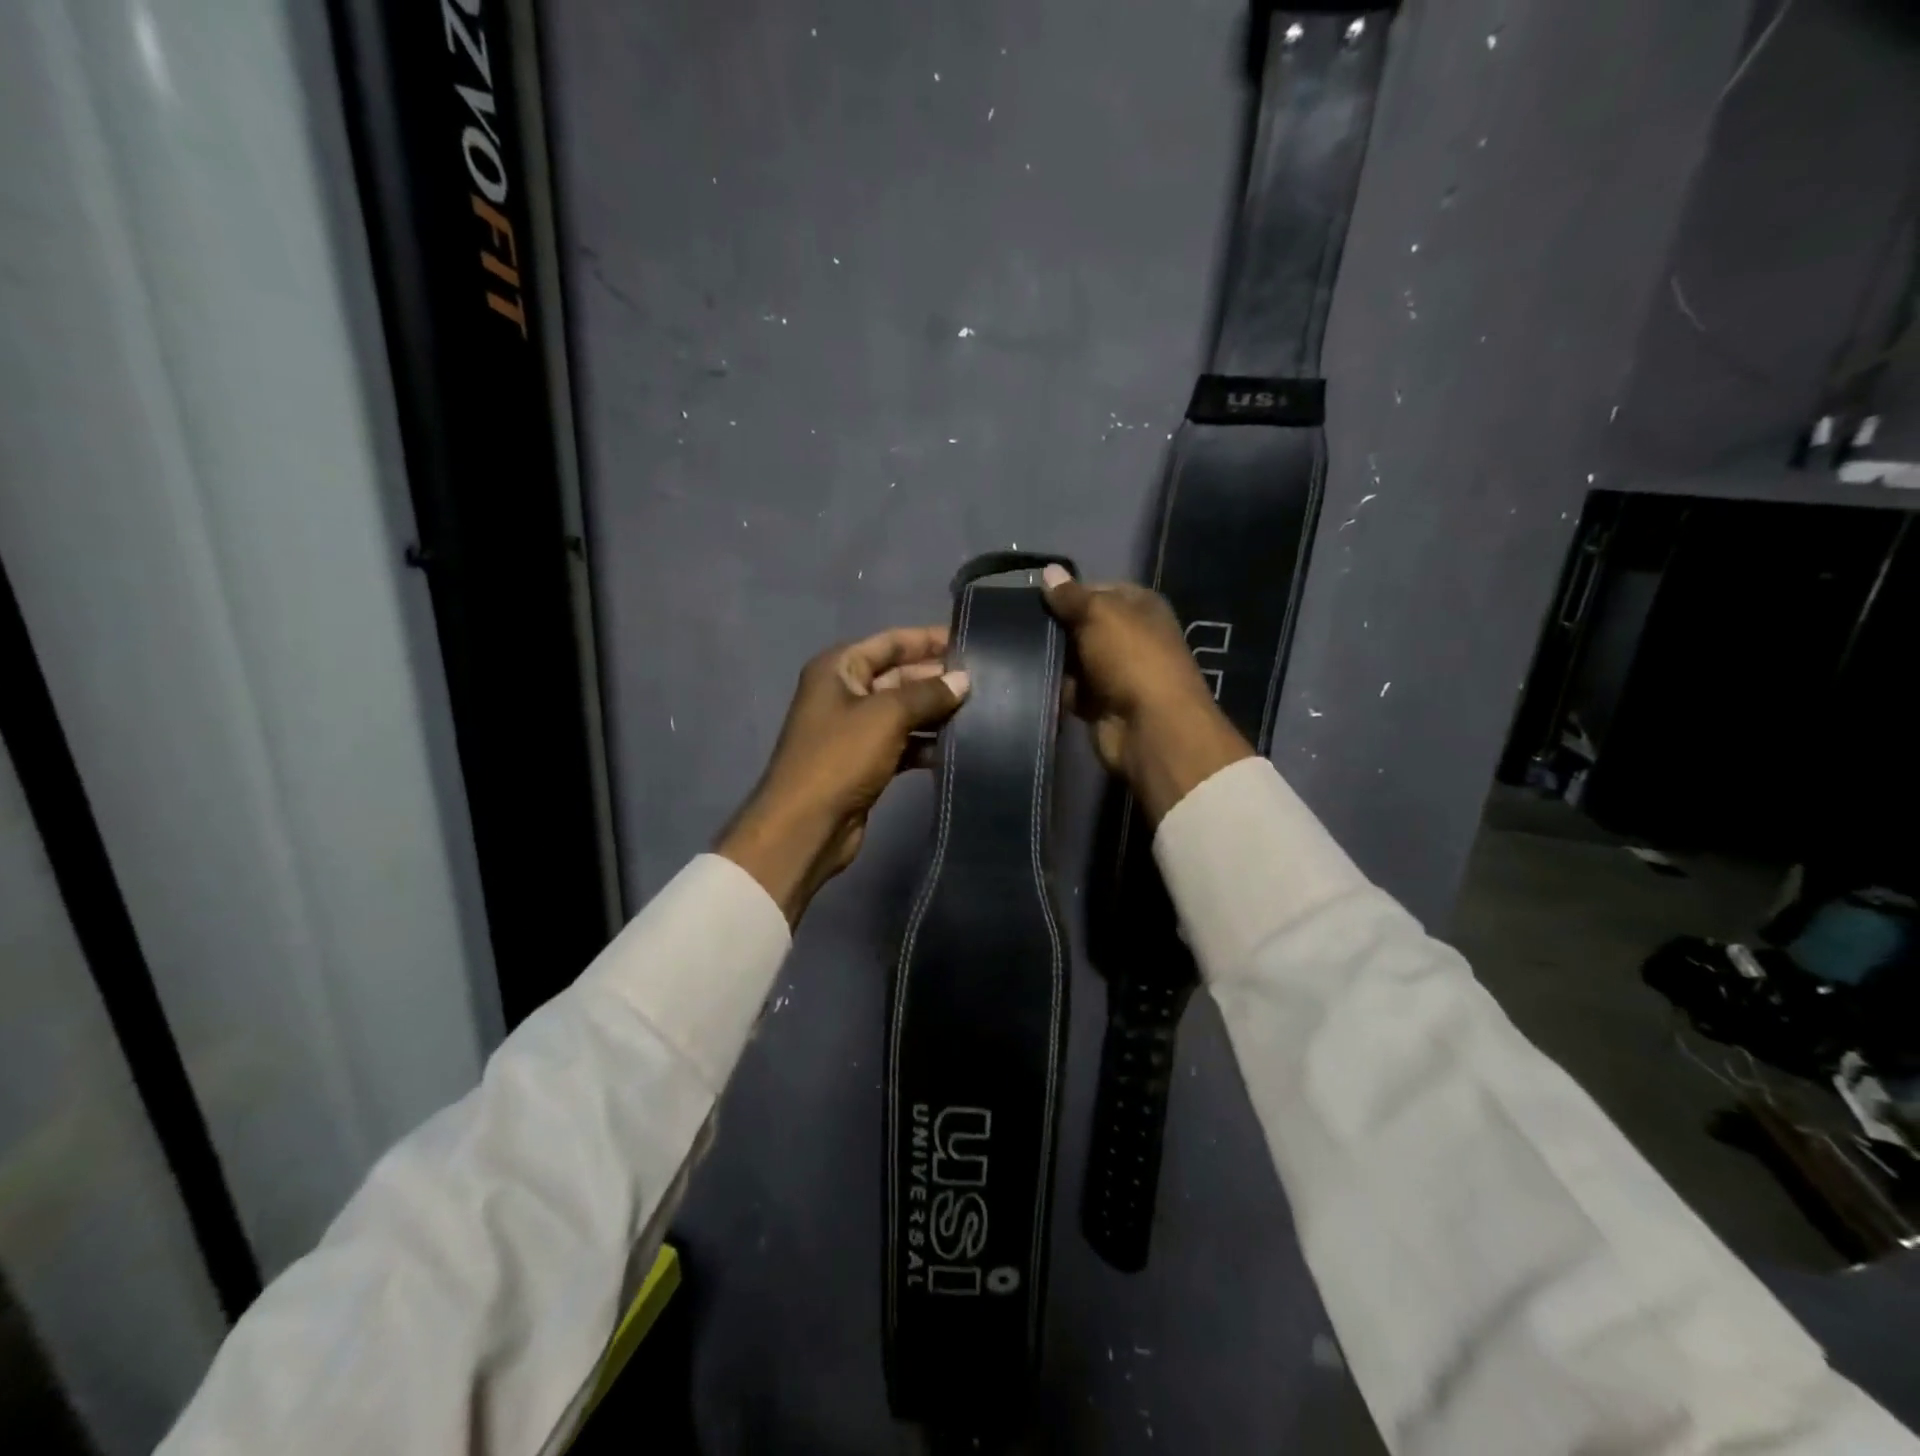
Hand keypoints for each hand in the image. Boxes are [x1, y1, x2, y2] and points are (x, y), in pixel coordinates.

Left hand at [717, 626, 969, 923]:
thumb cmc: (840, 758)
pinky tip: (958, 747)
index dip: (928, 639)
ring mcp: (855, 729)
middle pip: (900, 676)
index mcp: (839, 668)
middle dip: (938, 678)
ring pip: (905, 712)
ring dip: (937, 712)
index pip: (891, 642)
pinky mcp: (866, 762)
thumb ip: (928, 693)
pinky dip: (927, 743)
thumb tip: (963, 680)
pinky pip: (903, 742)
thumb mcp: (887, 716)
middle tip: (985, 681)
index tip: (970, 642)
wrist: (807, 826)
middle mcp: (845, 693)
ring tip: (982, 712)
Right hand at [1040, 565, 1251, 822]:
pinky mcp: (1100, 704)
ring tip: (1012, 650)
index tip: (1033, 597)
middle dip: (1055, 627)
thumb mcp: (1100, 614)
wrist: (1150, 727)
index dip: (1068, 592)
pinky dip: (1055, 688)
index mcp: (1140, 606)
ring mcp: (1115, 672)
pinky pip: (1070, 690)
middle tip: (1015, 624)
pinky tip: (1026, 680)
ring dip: (1052, 659)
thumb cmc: (1131, 658)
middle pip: (1083, 625)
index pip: (1097, 589)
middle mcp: (1130, 636)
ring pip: (1073, 659)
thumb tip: (1049, 571)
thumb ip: (1071, 596)